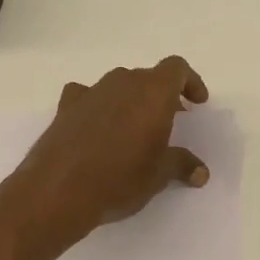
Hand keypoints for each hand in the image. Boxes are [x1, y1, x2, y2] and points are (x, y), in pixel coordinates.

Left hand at [9, 56, 211, 246]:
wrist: (58, 190)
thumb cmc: (120, 179)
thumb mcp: (158, 175)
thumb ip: (181, 165)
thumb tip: (200, 172)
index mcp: (152, 92)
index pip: (176, 68)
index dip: (190, 82)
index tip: (196, 104)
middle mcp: (122, 82)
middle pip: (148, 77)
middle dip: (161, 96)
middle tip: (169, 122)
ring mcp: (91, 92)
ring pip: (118, 85)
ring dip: (130, 100)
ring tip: (134, 129)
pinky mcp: (65, 106)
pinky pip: (88, 96)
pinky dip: (98, 106)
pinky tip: (97, 127)